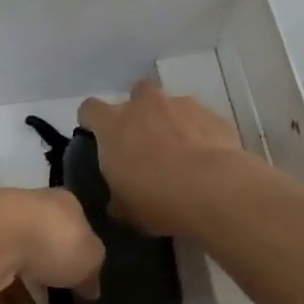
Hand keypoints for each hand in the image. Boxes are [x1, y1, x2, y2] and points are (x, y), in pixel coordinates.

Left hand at [0, 188, 103, 303]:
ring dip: (23, 300)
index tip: (81, 282)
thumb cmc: (53, 240)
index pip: (73, 226)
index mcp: (60, 203)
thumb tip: (90, 286)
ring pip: (14, 268)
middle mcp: (27, 209)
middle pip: (41, 248)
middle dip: (46, 281)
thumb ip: (92, 270)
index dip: (78, 255)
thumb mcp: (90, 256)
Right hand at [77, 80, 248, 236]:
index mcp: (113, 125)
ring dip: (170, 123)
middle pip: (135, 95)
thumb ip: (115, 195)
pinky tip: (205, 159)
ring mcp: (181, 105)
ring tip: (181, 154)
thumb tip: (117, 199)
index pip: (90, 109)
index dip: (92, 122)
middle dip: (138, 113)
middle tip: (144, 143)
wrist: (214, 191)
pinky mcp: (213, 115)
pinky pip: (199, 120)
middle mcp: (144, 105)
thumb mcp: (124, 208)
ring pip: (170, 106)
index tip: (98, 139)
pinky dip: (198, 134)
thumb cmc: (157, 200)